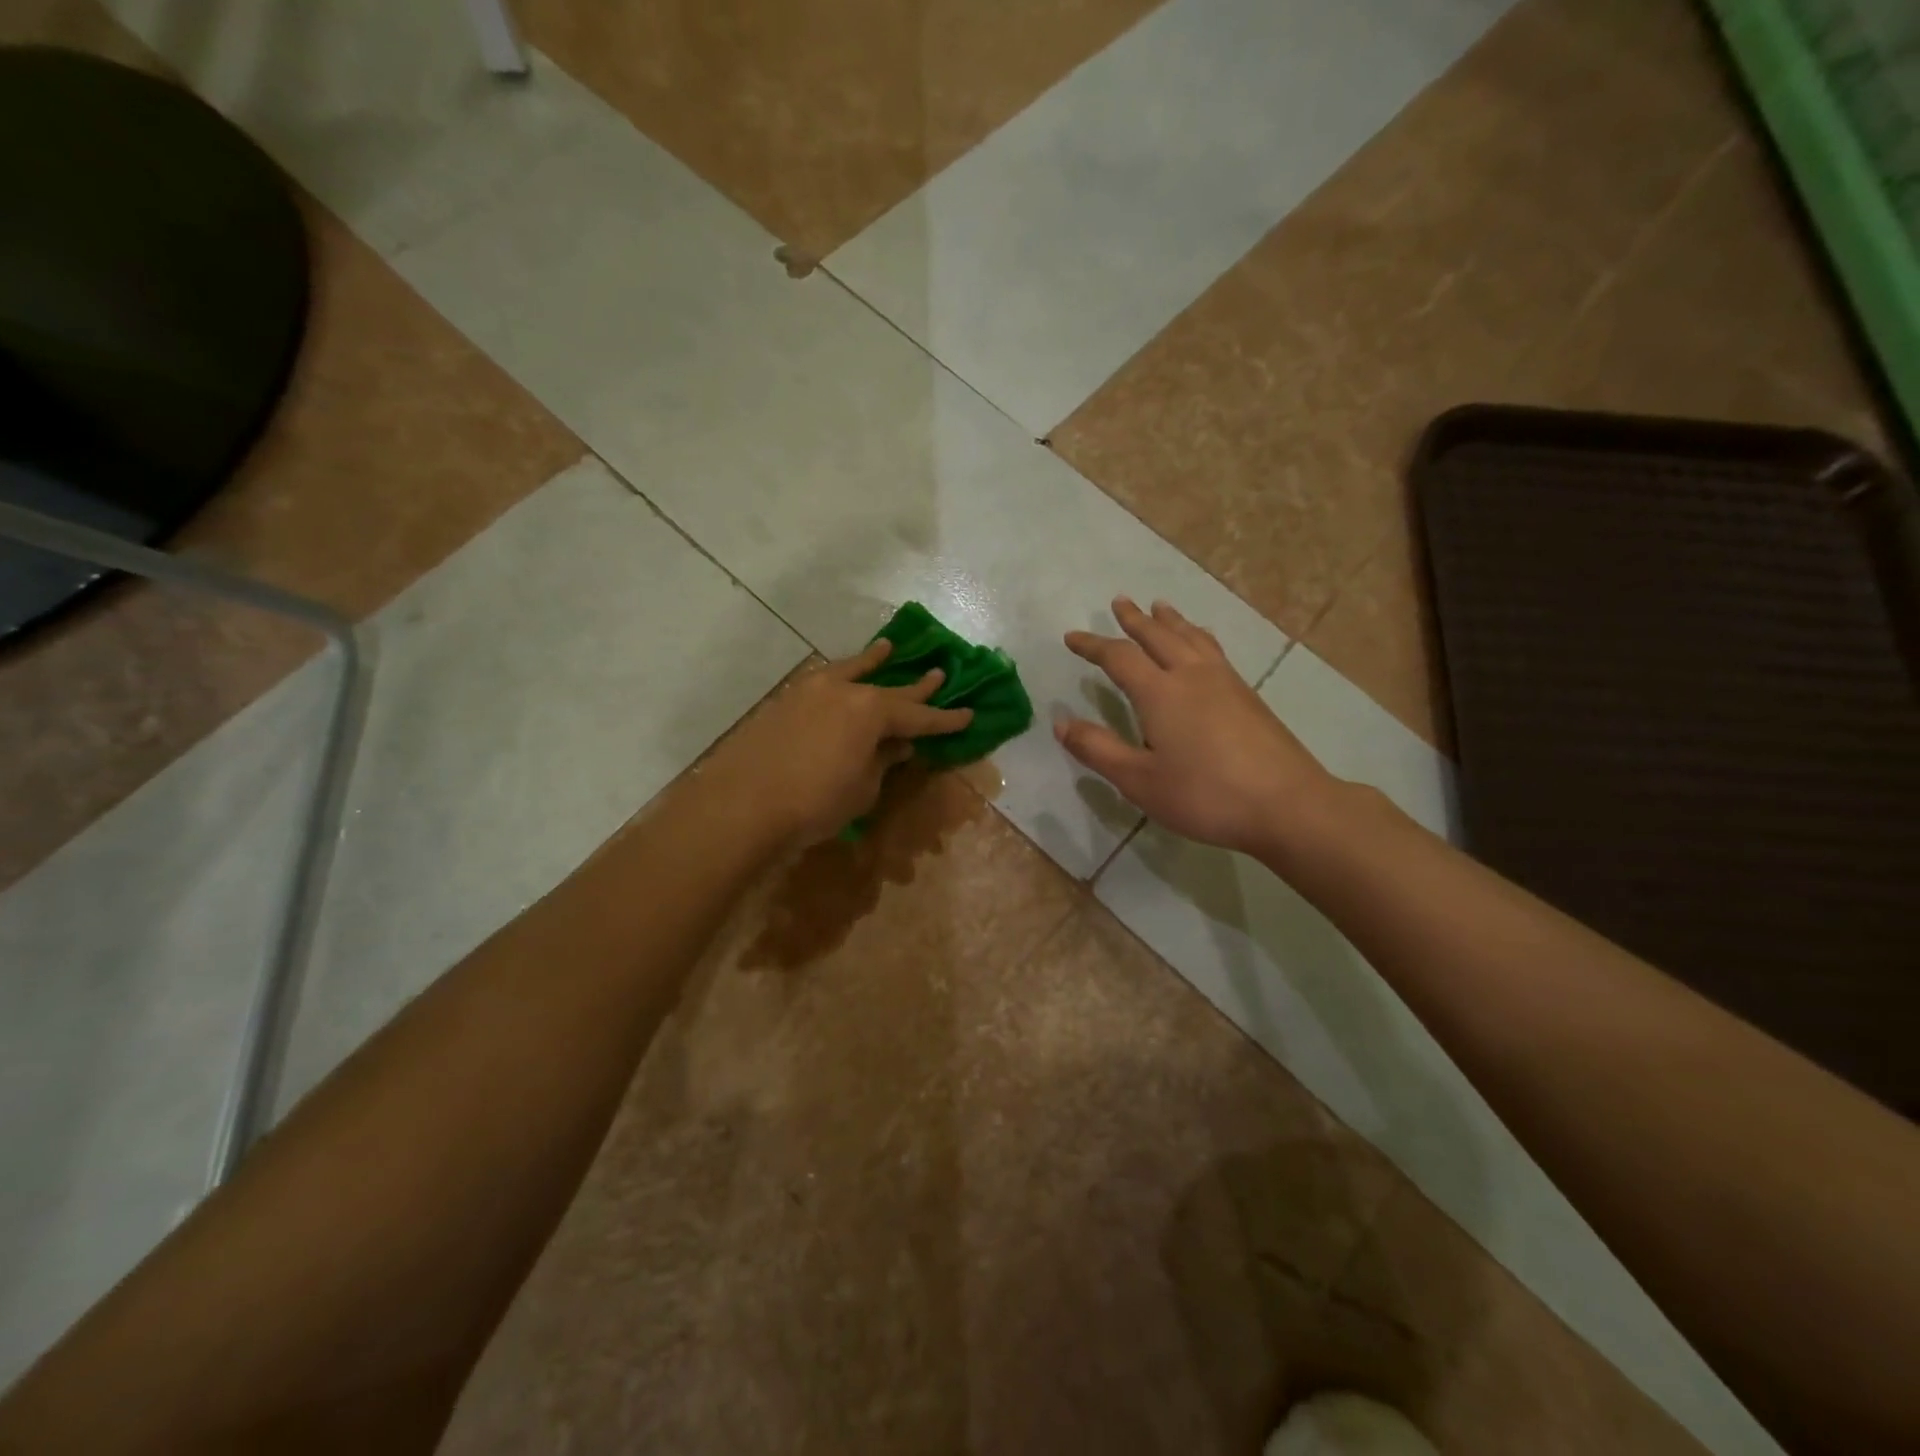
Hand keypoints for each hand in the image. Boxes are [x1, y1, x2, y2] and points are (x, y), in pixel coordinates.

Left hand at [708, 640, 972, 849]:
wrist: (742, 805)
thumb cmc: (814, 803)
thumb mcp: (862, 789)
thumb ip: (882, 762)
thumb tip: (896, 746)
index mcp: (871, 712)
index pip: (918, 715)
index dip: (944, 719)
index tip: (968, 714)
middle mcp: (844, 691)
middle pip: (889, 688)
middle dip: (916, 687)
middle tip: (940, 675)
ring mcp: (811, 691)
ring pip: (850, 672)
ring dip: (872, 662)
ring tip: (889, 647)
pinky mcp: (785, 701)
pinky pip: (823, 681)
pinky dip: (839, 677)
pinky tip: (840, 675)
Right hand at [1056, 597, 1340, 856]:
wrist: (1286, 804)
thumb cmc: (1205, 795)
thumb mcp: (1139, 780)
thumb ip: (1098, 749)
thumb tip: (1060, 722)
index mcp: (1160, 692)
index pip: (1119, 657)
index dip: (1093, 645)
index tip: (1072, 637)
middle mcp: (1192, 676)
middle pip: (1159, 636)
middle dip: (1135, 619)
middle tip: (1119, 601)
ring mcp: (1225, 682)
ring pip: (1192, 637)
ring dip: (1171, 621)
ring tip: (1160, 607)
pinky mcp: (1248, 696)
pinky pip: (1213, 650)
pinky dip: (1197, 636)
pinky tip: (1203, 644)